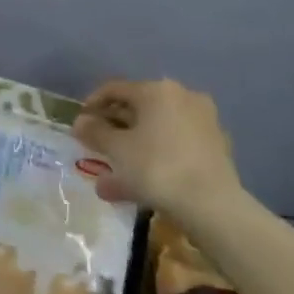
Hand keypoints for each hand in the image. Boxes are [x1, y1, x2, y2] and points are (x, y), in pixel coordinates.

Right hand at [73, 79, 240, 214]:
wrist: (211, 205)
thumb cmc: (157, 167)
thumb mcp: (117, 150)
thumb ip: (95, 132)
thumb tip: (80, 122)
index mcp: (158, 91)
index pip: (115, 89)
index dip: (92, 104)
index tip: (79, 124)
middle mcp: (183, 97)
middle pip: (138, 108)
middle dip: (114, 127)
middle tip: (95, 145)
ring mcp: (203, 121)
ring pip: (156, 130)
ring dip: (132, 146)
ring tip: (112, 172)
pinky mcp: (215, 146)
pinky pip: (174, 145)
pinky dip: (155, 156)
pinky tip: (138, 182)